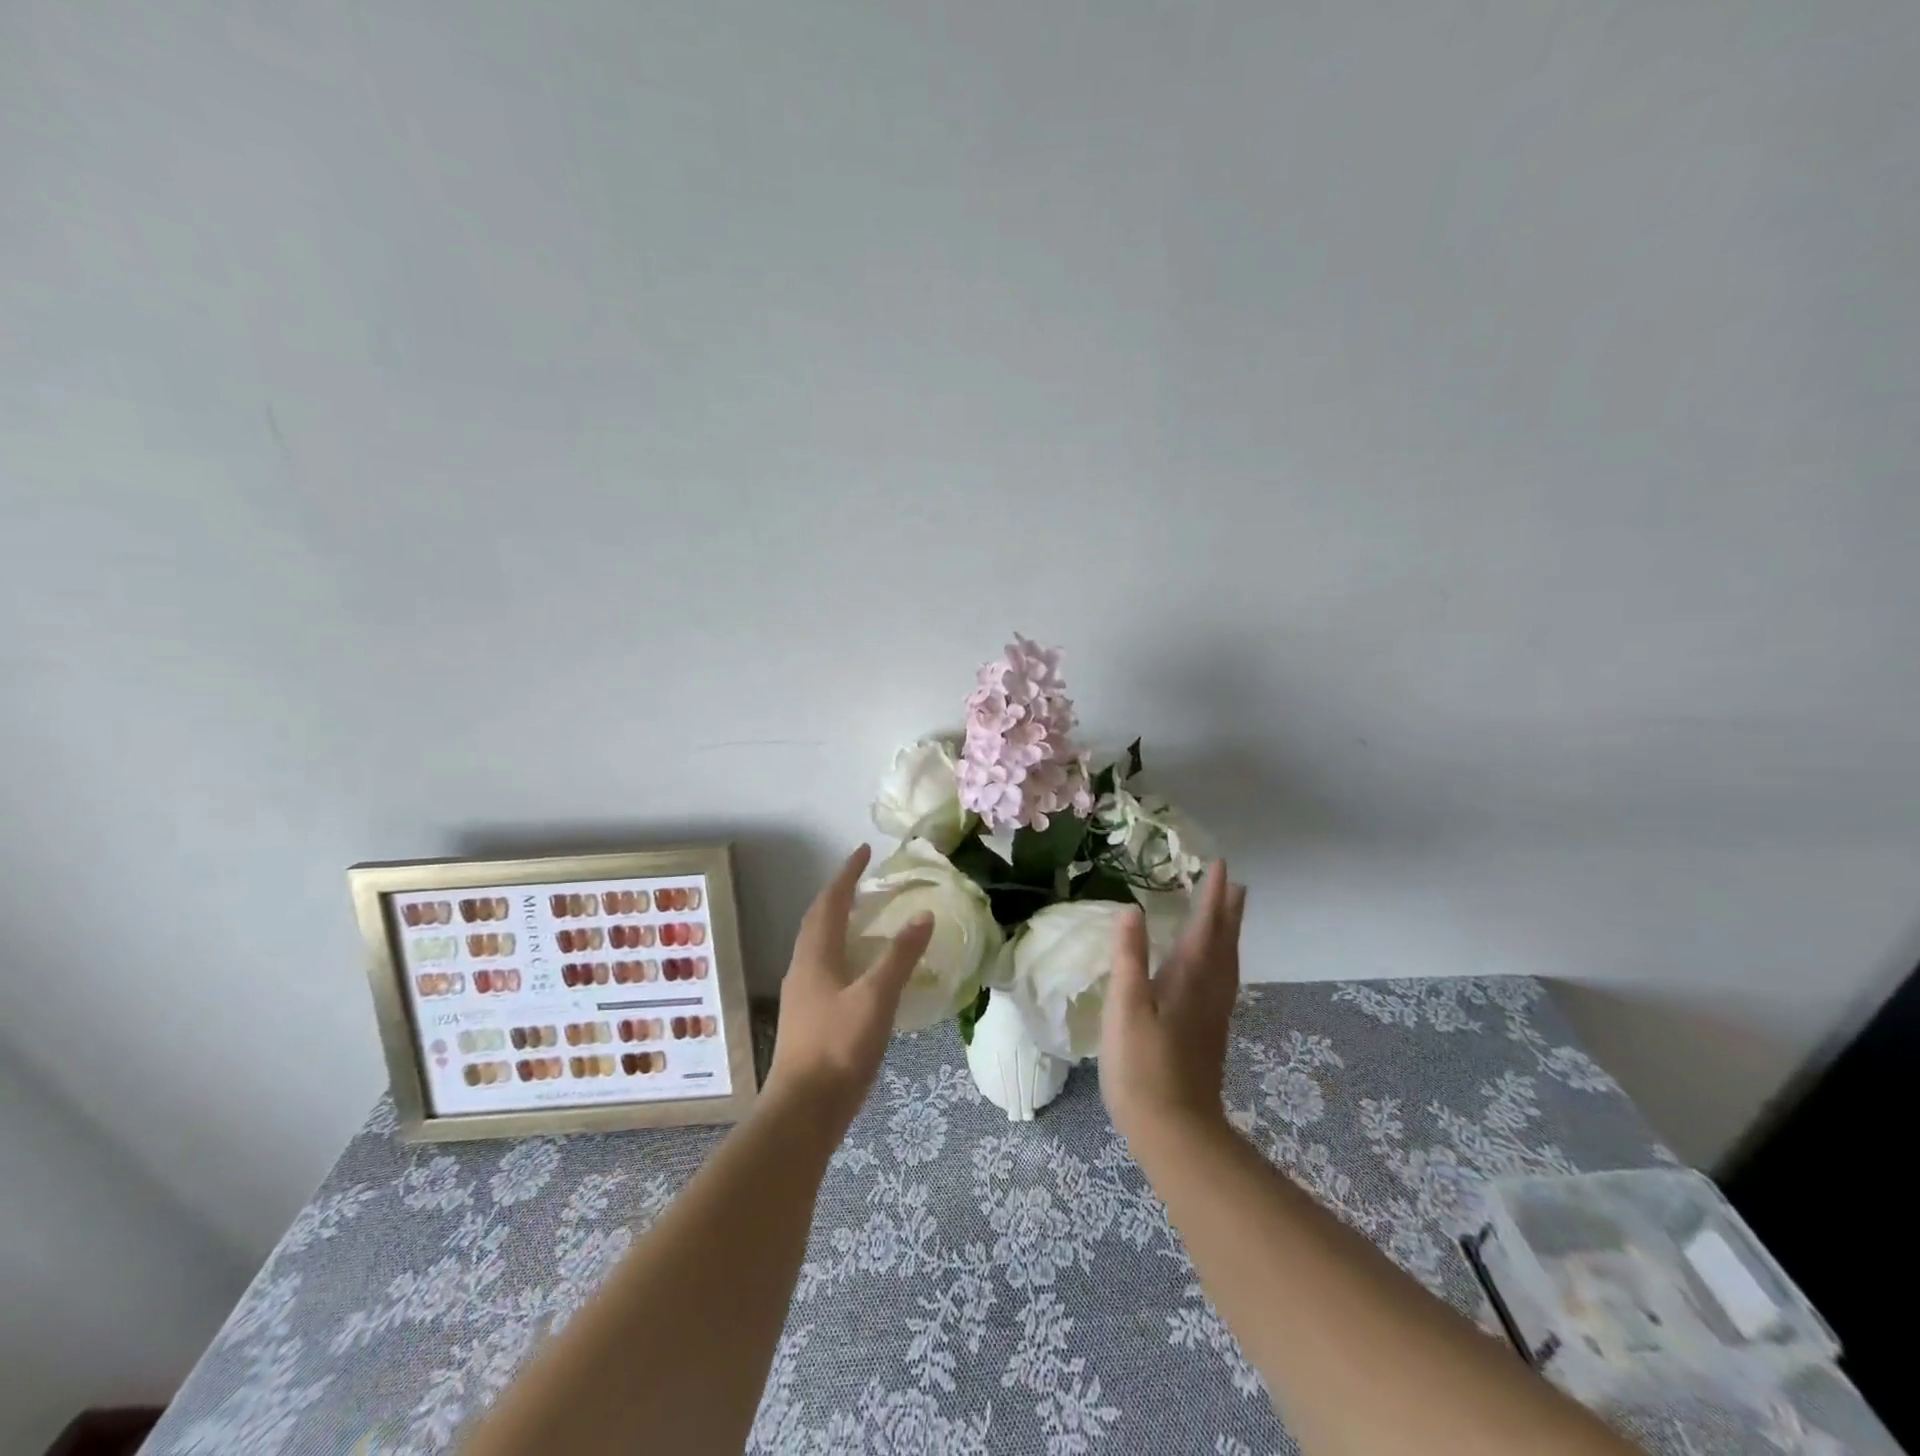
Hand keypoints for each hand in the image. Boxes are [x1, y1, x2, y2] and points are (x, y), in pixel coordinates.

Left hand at [765, 845, 932, 1130]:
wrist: (803, 1111)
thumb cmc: (839, 1048)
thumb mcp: (876, 998)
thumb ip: (900, 956)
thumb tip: (923, 915)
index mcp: (815, 956)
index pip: (830, 901)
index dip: (847, 874)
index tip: (864, 851)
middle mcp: (802, 968)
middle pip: (817, 919)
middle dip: (839, 894)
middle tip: (864, 880)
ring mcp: (801, 995)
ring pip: (818, 944)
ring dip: (837, 922)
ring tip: (863, 917)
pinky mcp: (807, 1018)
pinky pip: (823, 967)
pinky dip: (841, 952)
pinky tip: (859, 970)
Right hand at [1099, 861, 1247, 1144]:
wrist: (1175, 1130)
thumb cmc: (1142, 1065)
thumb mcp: (1125, 1006)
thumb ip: (1129, 957)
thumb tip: (1132, 908)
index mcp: (1190, 977)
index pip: (1205, 925)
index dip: (1211, 895)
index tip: (1218, 865)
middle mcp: (1210, 989)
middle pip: (1224, 941)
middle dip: (1228, 910)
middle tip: (1234, 883)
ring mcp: (1213, 1013)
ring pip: (1228, 962)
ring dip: (1230, 932)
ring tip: (1231, 914)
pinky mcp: (1210, 1032)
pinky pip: (1224, 979)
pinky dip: (1224, 958)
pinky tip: (1215, 968)